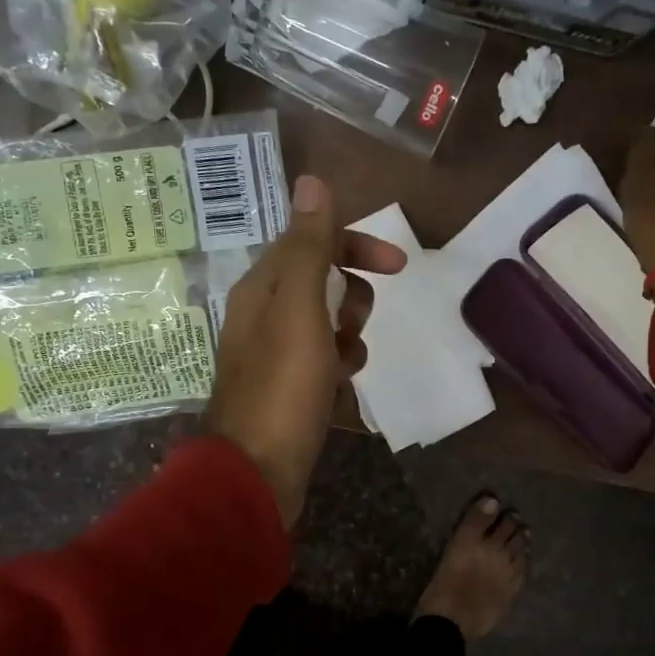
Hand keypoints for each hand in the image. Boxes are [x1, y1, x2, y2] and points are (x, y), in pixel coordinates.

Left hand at [205, 175, 406, 526]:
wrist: (256, 474)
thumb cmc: (282, 388)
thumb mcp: (300, 310)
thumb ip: (309, 248)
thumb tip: (312, 181)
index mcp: (263, 289)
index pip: (312, 242)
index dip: (356, 246)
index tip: (398, 266)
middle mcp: (264, 316)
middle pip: (323, 284)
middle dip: (351, 301)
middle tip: (349, 329)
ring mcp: (275, 357)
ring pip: (329, 328)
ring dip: (349, 342)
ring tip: (343, 370)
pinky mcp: (287, 392)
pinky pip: (325, 366)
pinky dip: (339, 374)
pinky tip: (339, 397)